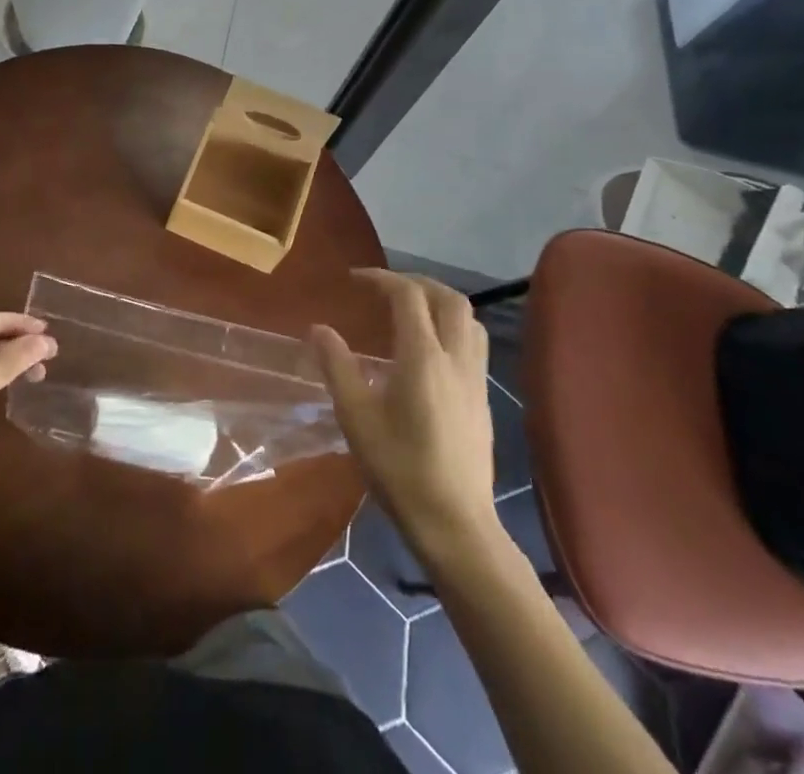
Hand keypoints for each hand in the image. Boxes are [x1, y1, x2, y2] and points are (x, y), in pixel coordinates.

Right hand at [312, 269, 497, 557]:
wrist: (456, 526)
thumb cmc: (400, 470)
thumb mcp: (356, 418)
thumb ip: (337, 366)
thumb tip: (319, 329)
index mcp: (423, 357)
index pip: (408, 295)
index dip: (381, 278)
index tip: (355, 279)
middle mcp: (456, 358)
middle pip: (449, 298)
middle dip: (416, 283)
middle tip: (385, 288)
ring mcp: (476, 379)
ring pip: (469, 319)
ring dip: (440, 302)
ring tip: (410, 310)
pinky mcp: (484, 399)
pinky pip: (474, 344)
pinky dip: (452, 327)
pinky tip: (429, 350)